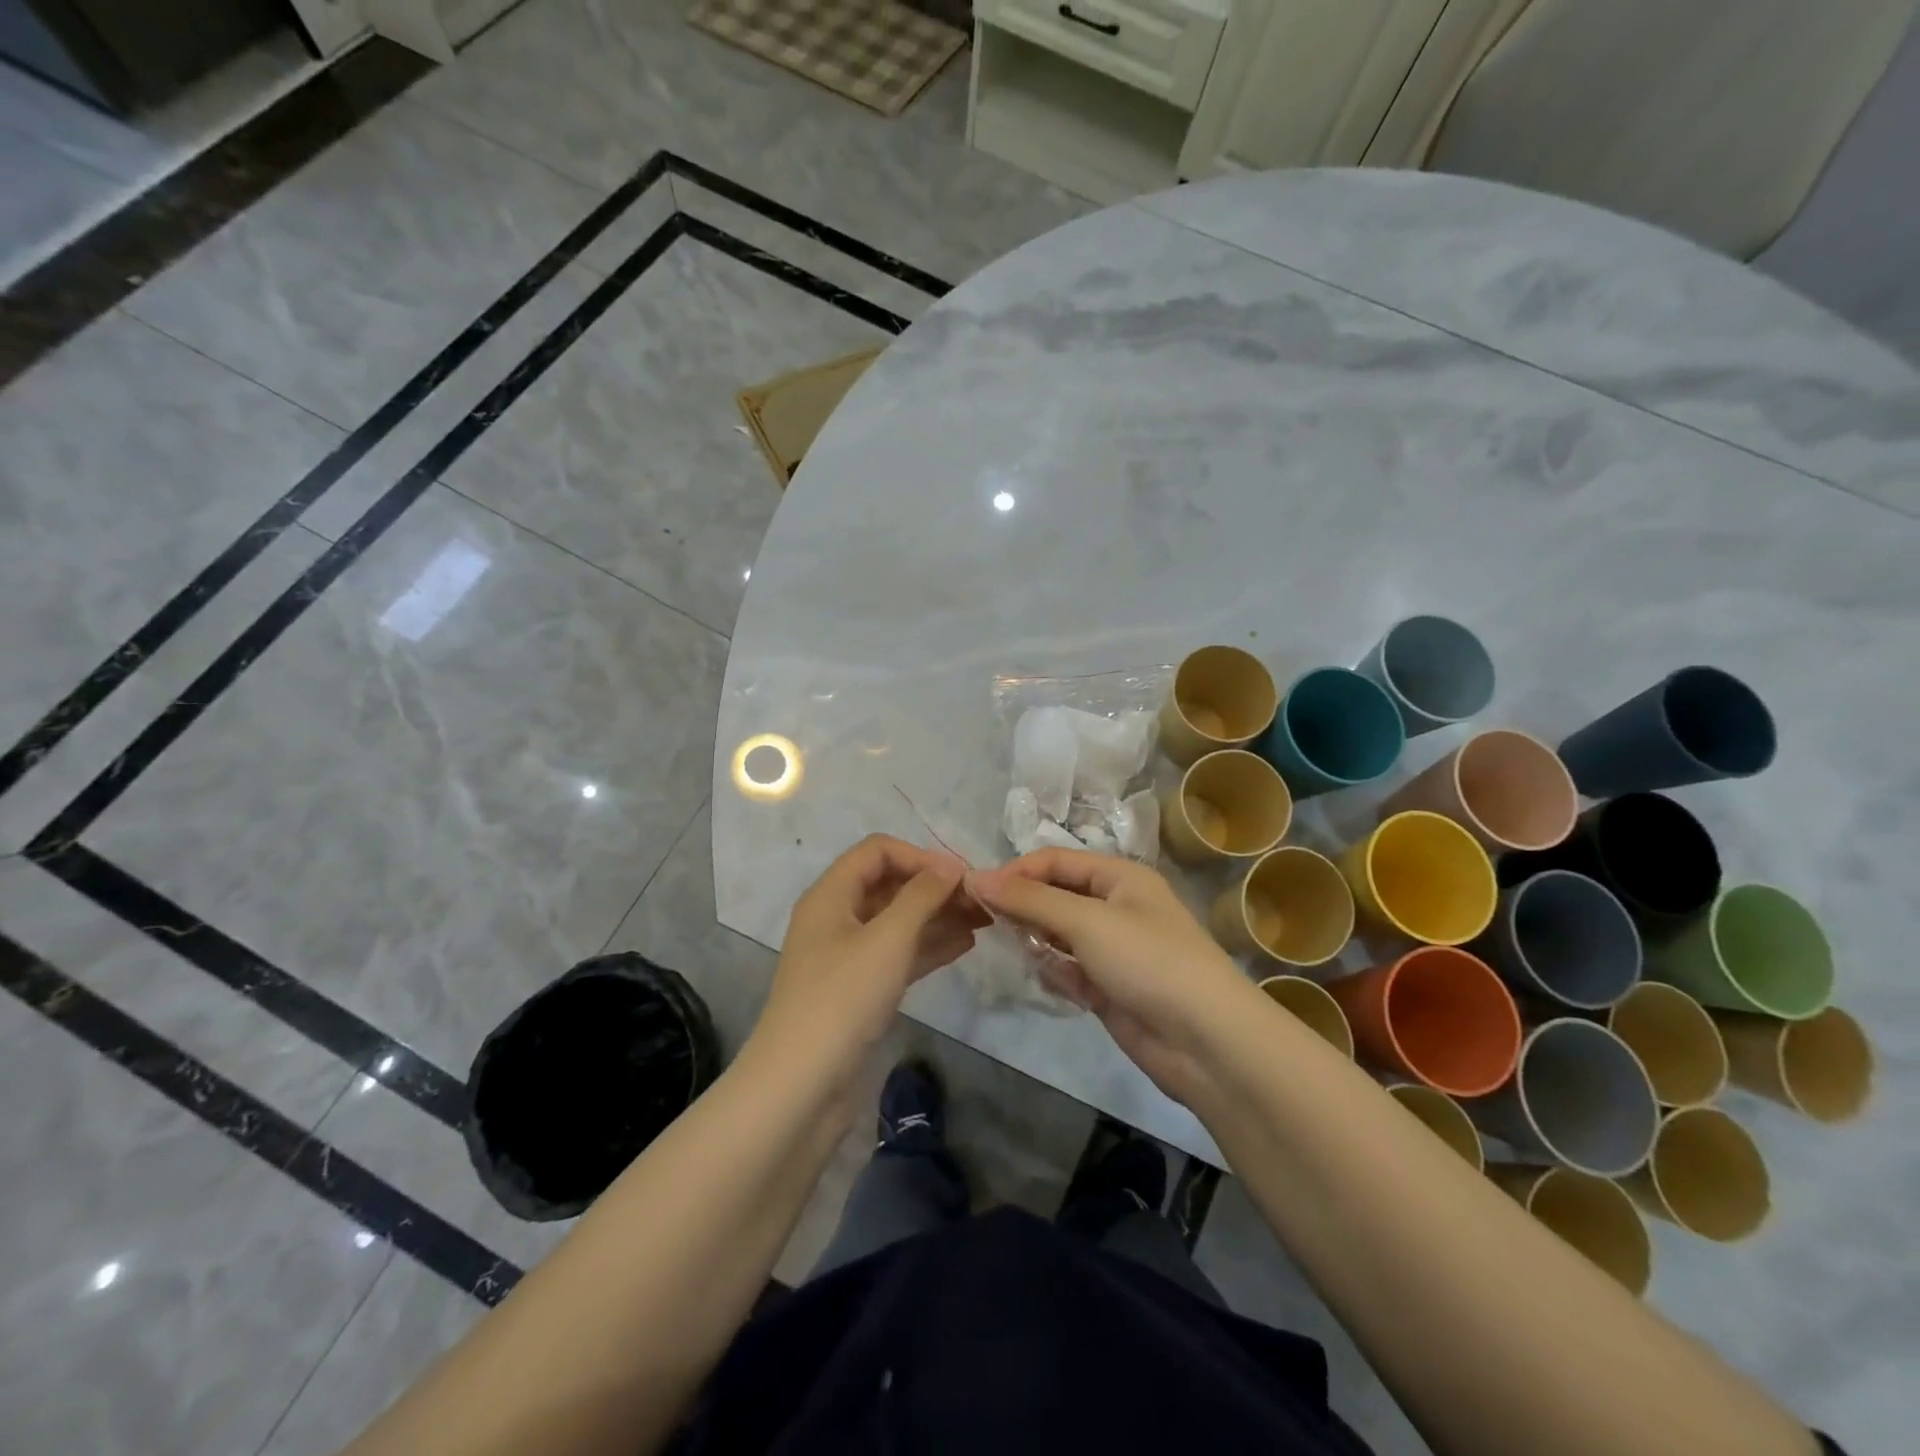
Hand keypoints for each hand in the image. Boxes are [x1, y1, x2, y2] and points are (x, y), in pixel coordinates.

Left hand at [754, 835, 988, 1061]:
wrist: (801, 1086)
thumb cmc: (842, 999)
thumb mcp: (887, 939)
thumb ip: (922, 896)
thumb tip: (950, 866)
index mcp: (831, 895)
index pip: (877, 852)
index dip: (919, 856)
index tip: (960, 876)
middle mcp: (837, 918)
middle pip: (890, 885)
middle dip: (935, 887)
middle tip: (982, 900)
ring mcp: (848, 956)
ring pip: (898, 921)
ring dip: (938, 916)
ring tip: (984, 920)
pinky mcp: (860, 990)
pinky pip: (899, 954)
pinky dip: (929, 946)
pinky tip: (965, 945)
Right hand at [969, 850, 1254, 1102]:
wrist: (1207, 1042)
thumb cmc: (1149, 961)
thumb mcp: (1086, 921)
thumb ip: (1029, 900)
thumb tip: (976, 878)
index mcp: (1120, 878)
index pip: (1055, 861)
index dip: (1015, 872)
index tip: (975, 892)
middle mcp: (1116, 907)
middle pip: (1056, 896)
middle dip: (1023, 907)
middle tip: (983, 923)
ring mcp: (1113, 951)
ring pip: (1059, 935)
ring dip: (1037, 941)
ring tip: (1015, 951)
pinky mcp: (1110, 989)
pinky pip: (1069, 971)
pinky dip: (1055, 973)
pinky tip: (1048, 981)